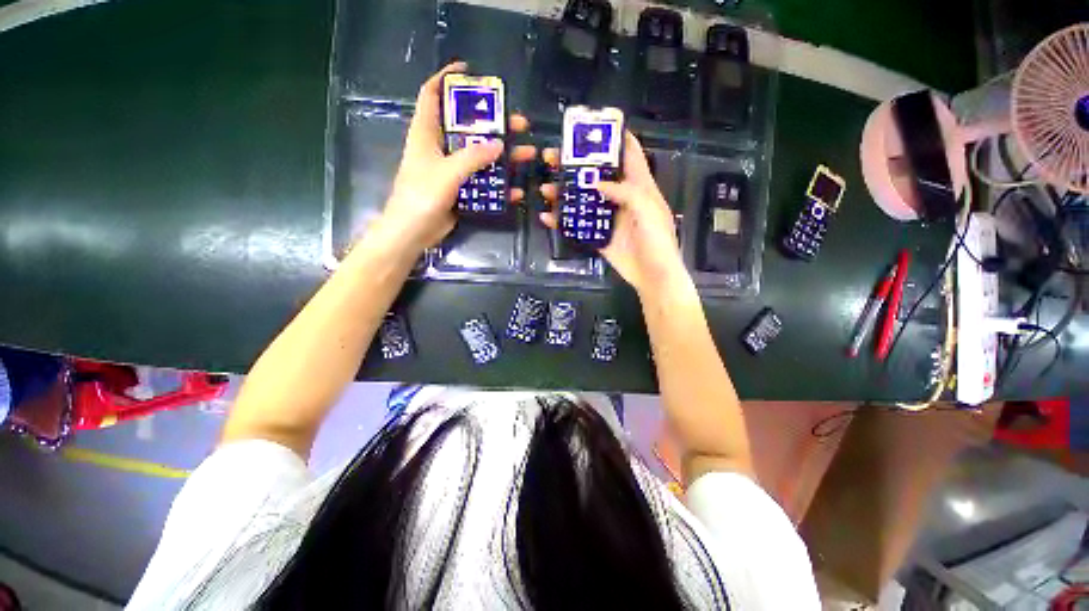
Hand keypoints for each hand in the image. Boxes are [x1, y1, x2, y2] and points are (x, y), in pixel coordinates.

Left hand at [376, 62, 536, 253]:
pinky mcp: (461, 190)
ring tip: (529, 153)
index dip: (447, 79)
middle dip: (494, 123)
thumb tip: (500, 145)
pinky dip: (499, 186)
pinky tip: (516, 190)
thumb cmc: (421, 196)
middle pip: (468, 127)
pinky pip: (483, 183)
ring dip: (505, 156)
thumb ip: (472, 157)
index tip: (470, 72)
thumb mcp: (446, 173)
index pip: (433, 95)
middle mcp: (440, 148)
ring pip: (481, 157)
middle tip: (519, 123)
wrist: (413, 233)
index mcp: (427, 133)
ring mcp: (452, 171)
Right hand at [539, 131, 687, 295]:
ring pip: (584, 200)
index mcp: (639, 187)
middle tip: (553, 157)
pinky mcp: (599, 237)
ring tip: (545, 187)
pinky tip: (548, 217)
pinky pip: (579, 226)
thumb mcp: (648, 210)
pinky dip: (563, 221)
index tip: (592, 126)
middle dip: (576, 165)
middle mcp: (622, 198)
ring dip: (564, 193)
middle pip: (598, 175)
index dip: (614, 137)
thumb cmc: (657, 241)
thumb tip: (595, 182)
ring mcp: (609, 218)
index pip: (629, 154)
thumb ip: (625, 192)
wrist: (653, 277)